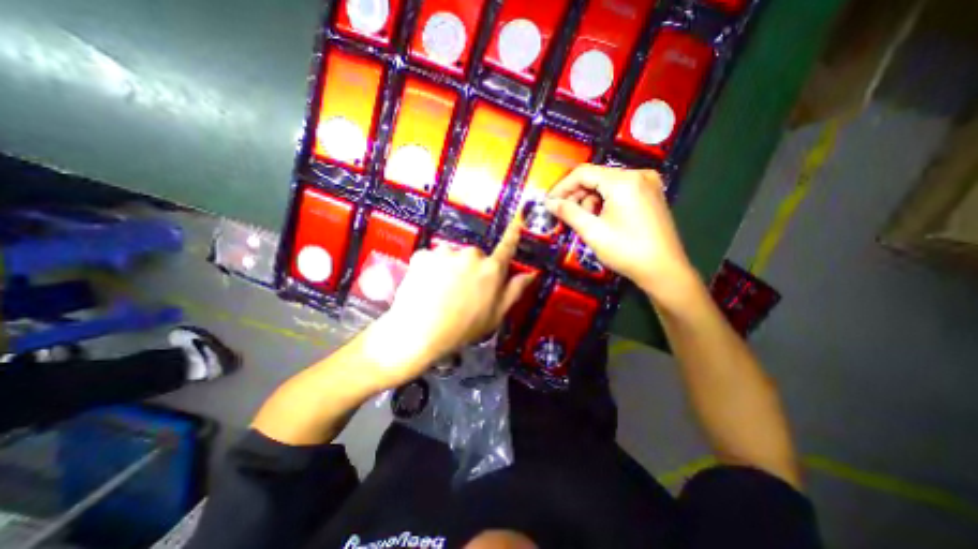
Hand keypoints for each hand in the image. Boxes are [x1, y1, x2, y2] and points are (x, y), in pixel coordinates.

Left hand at [360, 220, 534, 389]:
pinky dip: (430, 269)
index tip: (517, 220)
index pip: (506, 247)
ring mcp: (445, 252)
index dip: (512, 234)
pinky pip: (431, 259)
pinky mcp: (423, 254)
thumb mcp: (495, 314)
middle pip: (475, 256)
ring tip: (441, 290)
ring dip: (450, 267)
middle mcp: (471, 255)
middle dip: (471, 267)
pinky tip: (426, 286)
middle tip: (462, 289)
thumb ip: (514, 290)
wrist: (420, 333)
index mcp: (491, 269)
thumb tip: (530, 273)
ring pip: (452, 256)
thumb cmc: (463, 328)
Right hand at [547, 165, 698, 302]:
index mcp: (624, 181)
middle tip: (564, 214)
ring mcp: (648, 183)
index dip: (562, 187)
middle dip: (576, 195)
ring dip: (590, 199)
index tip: (548, 203)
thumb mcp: (592, 232)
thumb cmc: (626, 251)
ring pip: (607, 184)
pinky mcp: (651, 193)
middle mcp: (638, 174)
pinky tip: (601, 218)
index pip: (583, 173)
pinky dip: (605, 201)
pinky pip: (620, 190)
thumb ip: (569, 213)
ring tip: (586, 220)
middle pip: (596, 177)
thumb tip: (549, 203)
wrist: (664, 270)